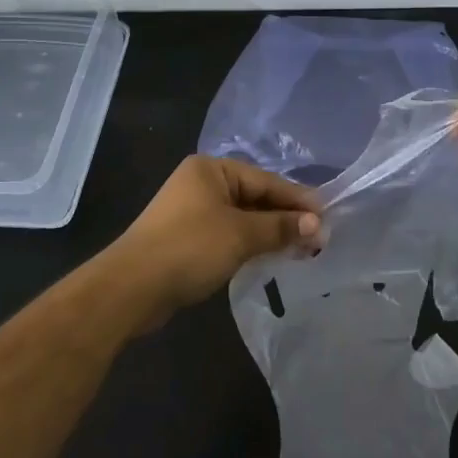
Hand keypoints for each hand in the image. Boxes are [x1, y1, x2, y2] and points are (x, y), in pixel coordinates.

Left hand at [114, 156, 322, 322]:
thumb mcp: (241, 235)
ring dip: (270, 233)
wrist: (131, 288)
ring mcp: (192, 212)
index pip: (266, 181)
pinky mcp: (187, 239)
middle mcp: (201, 183)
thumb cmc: (190, 248)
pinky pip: (229, 235)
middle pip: (255, 197)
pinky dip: (250, 244)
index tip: (326, 218)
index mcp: (211, 169)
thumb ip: (280, 227)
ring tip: (302, 250)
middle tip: (318, 238)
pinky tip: (270, 257)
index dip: (297, 200)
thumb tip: (316, 225)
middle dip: (286, 218)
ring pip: (243, 218)